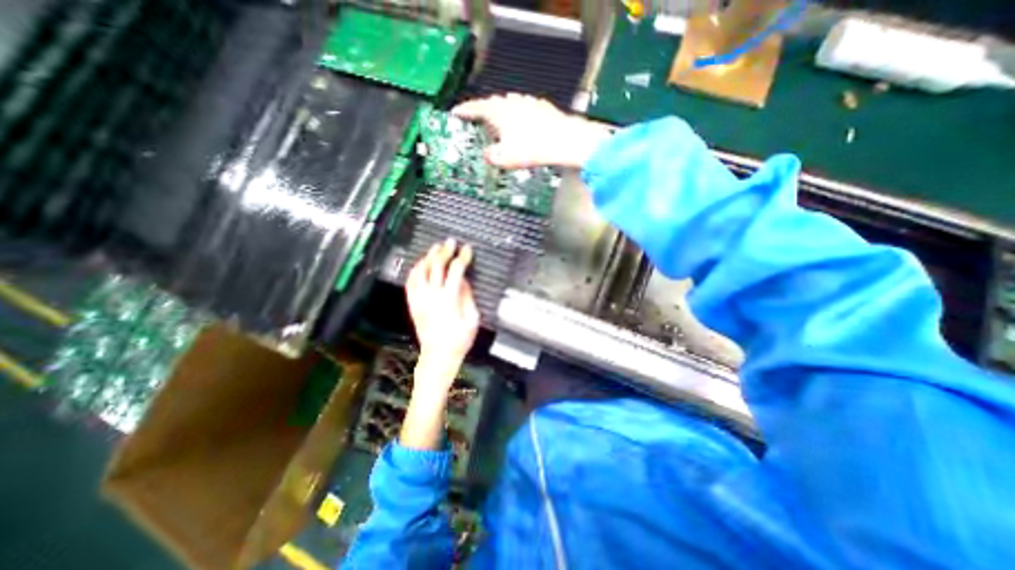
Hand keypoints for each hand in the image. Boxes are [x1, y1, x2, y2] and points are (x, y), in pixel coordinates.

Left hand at [401, 239, 480, 450]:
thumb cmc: (459, 340)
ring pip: (420, 271)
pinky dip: (415, 270)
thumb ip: (468, 297)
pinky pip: (410, 282)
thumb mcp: (472, 319)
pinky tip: (421, 264)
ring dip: (428, 257)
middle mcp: (431, 296)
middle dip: (444, 251)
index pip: (455, 270)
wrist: (438, 356)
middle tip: (450, 242)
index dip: (462, 257)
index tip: (467, 249)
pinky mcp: (413, 304)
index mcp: (449, 299)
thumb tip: (464, 281)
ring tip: (435, 249)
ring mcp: (419, 299)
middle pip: (436, 266)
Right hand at [451, 94, 610, 166]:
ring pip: (508, 105)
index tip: (456, 112)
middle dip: (484, 114)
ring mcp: (528, 102)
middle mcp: (512, 102)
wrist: (565, 141)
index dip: (464, 111)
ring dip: (501, 115)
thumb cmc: (533, 149)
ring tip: (501, 128)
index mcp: (499, 112)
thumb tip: (488, 154)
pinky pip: (523, 109)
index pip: (476, 108)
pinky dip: (518, 117)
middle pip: (492, 104)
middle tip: (480, 125)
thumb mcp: (506, 159)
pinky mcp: (541, 107)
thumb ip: (491, 156)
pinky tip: (522, 126)